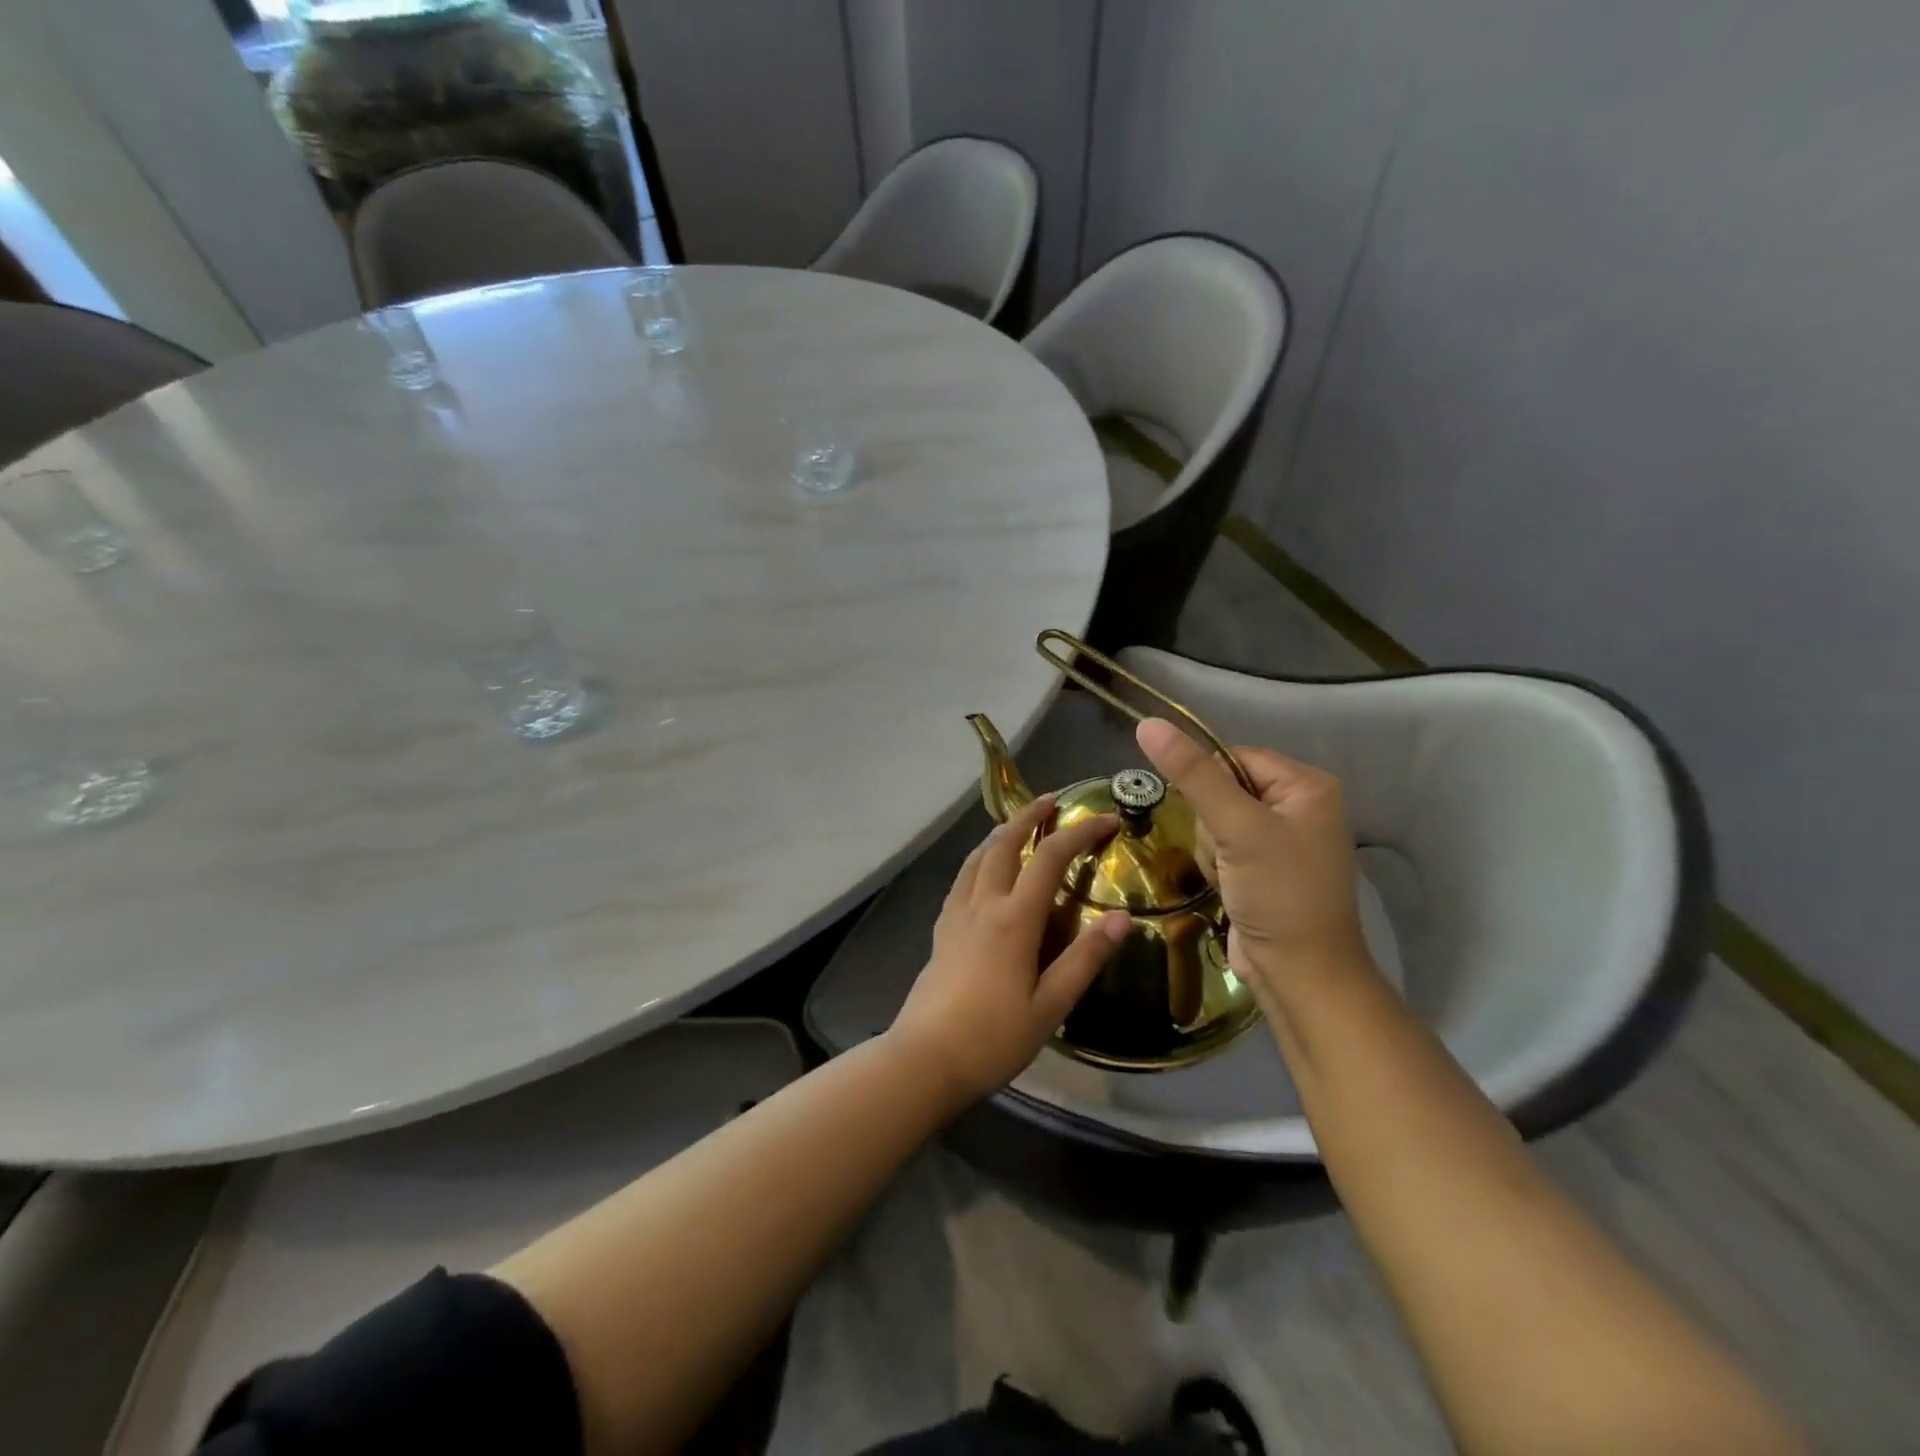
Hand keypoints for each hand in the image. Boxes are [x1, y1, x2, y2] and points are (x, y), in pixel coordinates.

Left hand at [887, 795, 1128, 1106]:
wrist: (925, 1059)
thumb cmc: (993, 1038)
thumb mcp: (1050, 1006)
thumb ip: (1085, 959)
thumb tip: (1121, 917)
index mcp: (1014, 919)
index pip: (1050, 858)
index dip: (1080, 832)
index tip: (1105, 819)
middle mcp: (983, 904)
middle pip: (1005, 843)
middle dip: (1030, 815)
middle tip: (1053, 800)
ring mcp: (956, 913)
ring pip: (978, 855)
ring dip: (1001, 832)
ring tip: (1020, 824)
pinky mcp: (941, 928)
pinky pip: (963, 876)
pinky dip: (980, 857)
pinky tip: (985, 869)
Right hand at [1136, 718, 1371, 1001]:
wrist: (1300, 975)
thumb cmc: (1279, 894)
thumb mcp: (1236, 828)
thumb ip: (1193, 774)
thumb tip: (1147, 723)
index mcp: (1307, 785)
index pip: (1233, 757)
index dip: (1209, 784)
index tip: (1213, 820)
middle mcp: (1298, 806)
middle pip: (1221, 790)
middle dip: (1212, 825)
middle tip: (1229, 855)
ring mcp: (1280, 840)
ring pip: (1214, 821)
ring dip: (1211, 849)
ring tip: (1230, 877)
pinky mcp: (1262, 868)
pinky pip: (1221, 847)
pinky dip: (1216, 867)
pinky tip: (1229, 889)